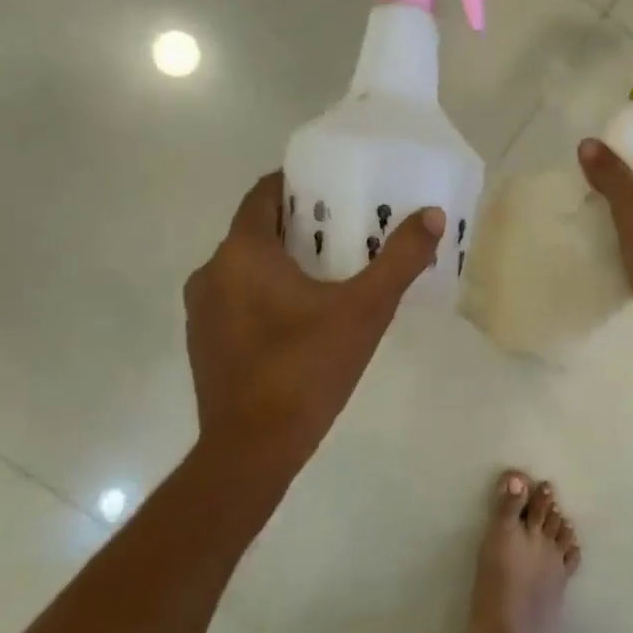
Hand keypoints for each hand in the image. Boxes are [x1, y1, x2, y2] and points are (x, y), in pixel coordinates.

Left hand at [183, 171, 442, 508]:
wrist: (252, 448)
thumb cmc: (307, 367)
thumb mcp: (366, 310)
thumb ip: (400, 259)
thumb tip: (431, 216)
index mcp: (243, 252)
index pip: (263, 194)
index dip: (296, 183)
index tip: (332, 187)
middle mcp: (211, 271)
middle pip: (256, 230)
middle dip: (298, 225)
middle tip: (345, 229)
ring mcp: (201, 309)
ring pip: (244, 266)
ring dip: (281, 261)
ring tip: (329, 271)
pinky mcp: (203, 341)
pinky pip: (236, 298)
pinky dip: (264, 292)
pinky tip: (301, 317)